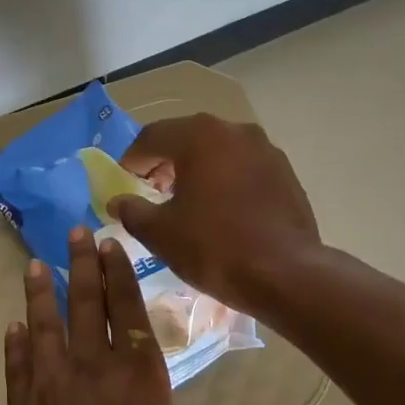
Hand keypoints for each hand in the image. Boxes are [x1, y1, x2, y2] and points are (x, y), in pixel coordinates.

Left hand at [4, 227, 212, 404]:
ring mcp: (50, 386)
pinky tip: (14, 328)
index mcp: (140, 374)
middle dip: (81, 266)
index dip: (119, 274)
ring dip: (39, 294)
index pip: (129, 309)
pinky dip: (15, 344)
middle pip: (86, 304)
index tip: (108, 244)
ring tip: (33, 266)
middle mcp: (93, 367)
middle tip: (73, 234)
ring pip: (44, 327)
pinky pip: (17, 366)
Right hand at [109, 114, 321, 312]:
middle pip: (188, 138)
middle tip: (151, 190)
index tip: (123, 182)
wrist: (285, 274)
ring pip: (219, 152)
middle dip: (165, 162)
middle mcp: (235, 131)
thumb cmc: (213, 247)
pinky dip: (226, 181)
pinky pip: (244, 168)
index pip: (152, 137)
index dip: (132, 159)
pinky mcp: (286, 173)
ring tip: (186, 203)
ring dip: (197, 170)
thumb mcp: (160, 233)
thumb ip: (132, 211)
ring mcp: (266, 150)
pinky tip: (221, 212)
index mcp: (199, 136)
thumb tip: (117, 201)